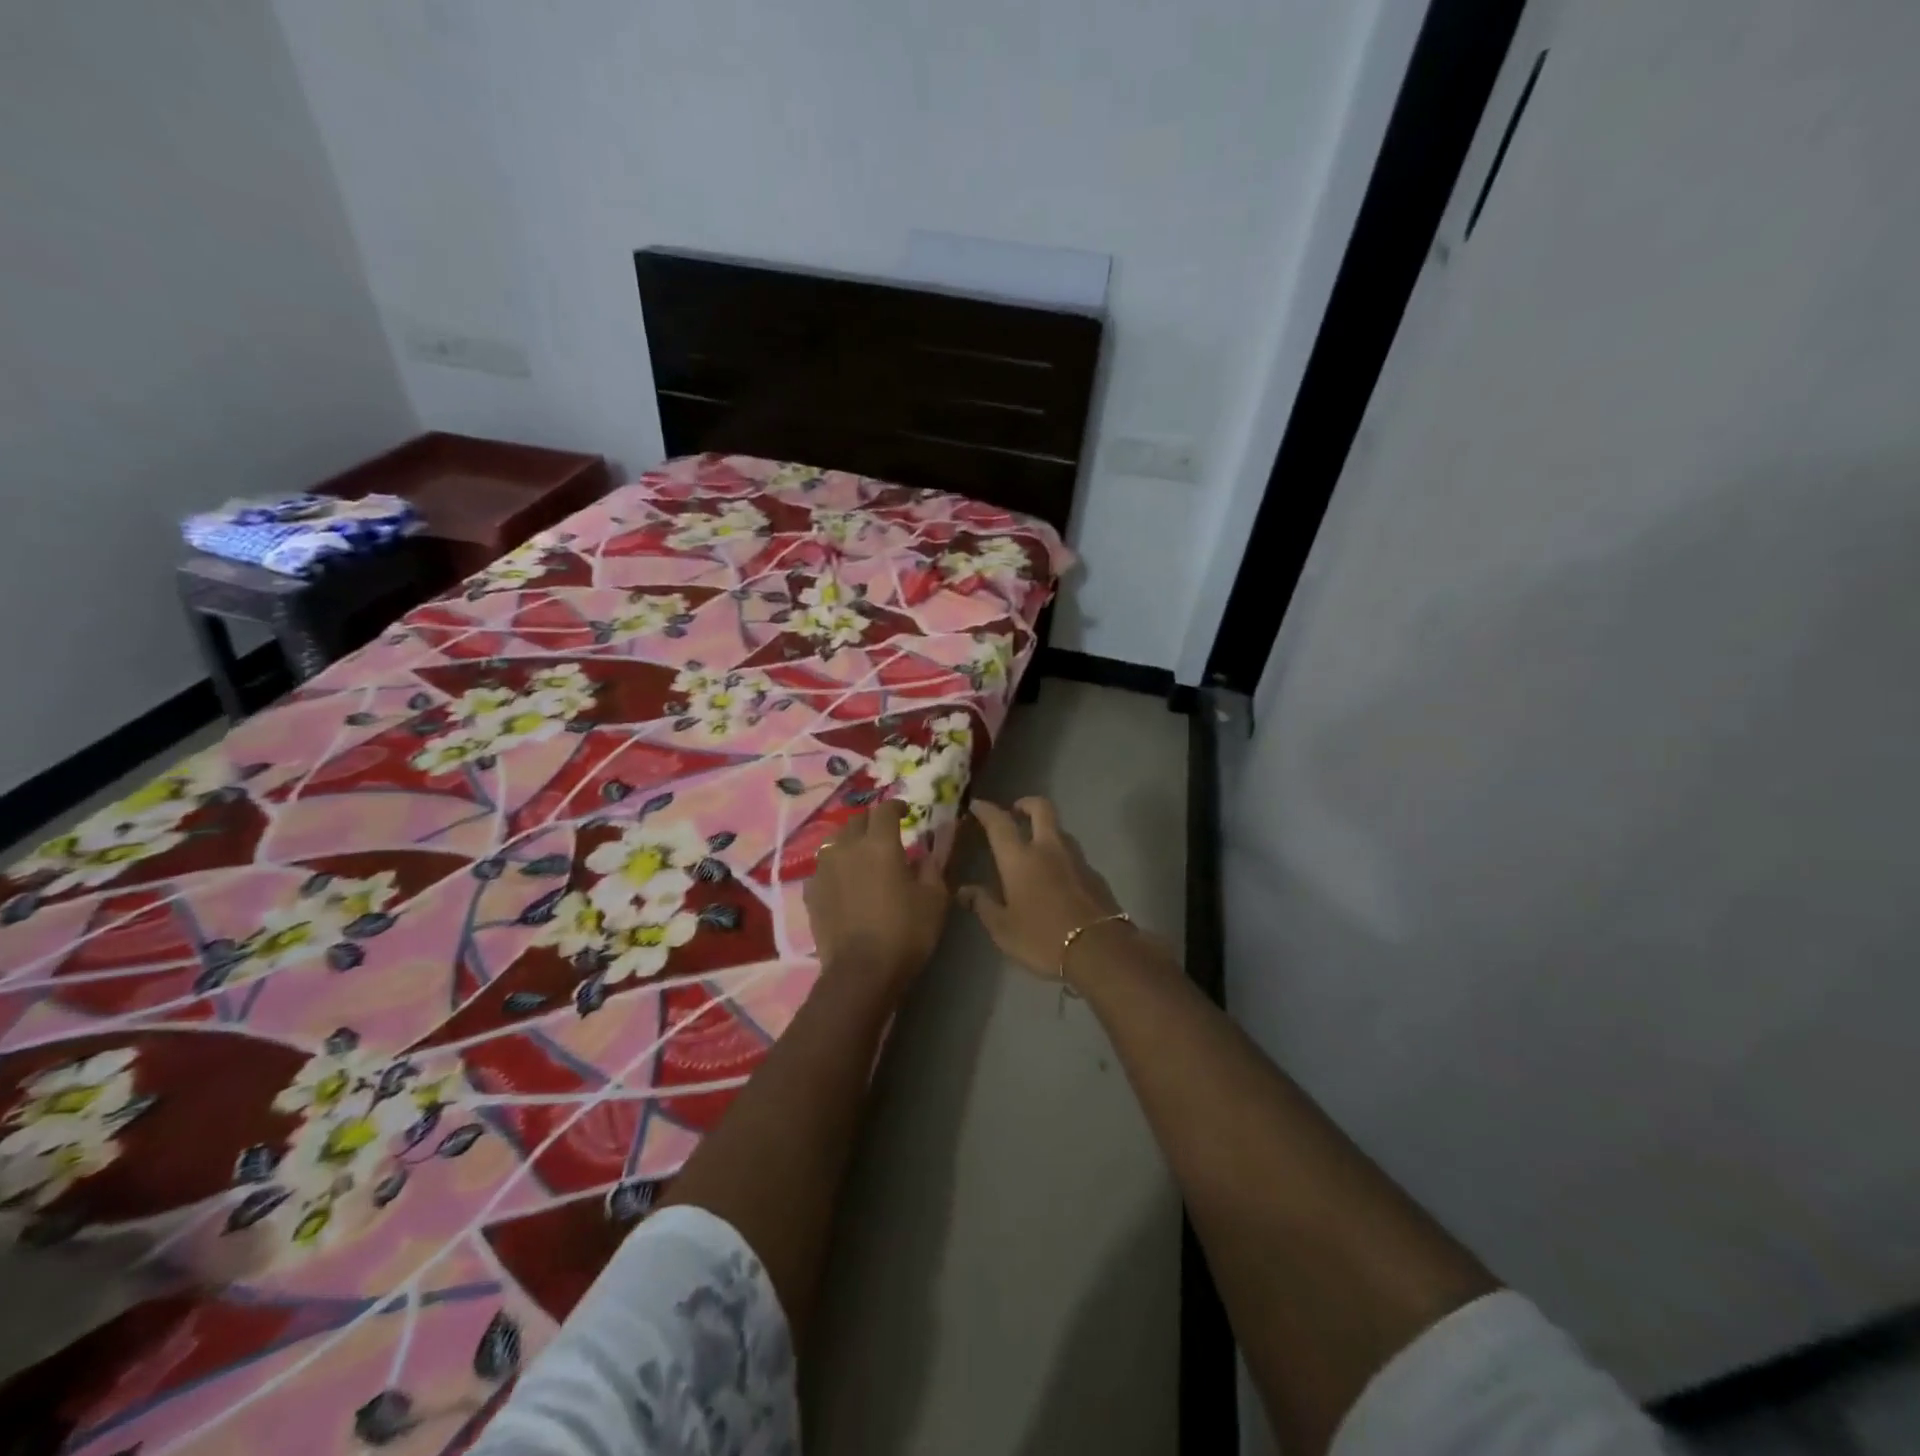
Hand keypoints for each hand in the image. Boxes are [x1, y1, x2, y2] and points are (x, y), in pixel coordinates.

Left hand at [805, 801, 949, 986]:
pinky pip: (823, 868)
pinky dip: (834, 868)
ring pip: (835, 842)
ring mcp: (824, 869)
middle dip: (871, 822)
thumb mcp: (934, 900)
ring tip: (861, 855)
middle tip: (884, 834)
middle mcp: (847, 848)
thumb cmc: (905, 932)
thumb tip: (926, 855)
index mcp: (880, 844)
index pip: (885, 810)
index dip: (896, 806)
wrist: (861, 972)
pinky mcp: (810, 892)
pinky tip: (843, 882)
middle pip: (856, 821)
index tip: (905, 812)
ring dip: (850, 842)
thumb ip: (932, 869)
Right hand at [958, 798, 1127, 981]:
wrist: (1099, 950)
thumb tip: (964, 890)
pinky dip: (1061, 857)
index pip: (999, 822)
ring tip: (1035, 848)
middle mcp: (1048, 848)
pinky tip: (1057, 878)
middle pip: (1041, 808)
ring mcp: (1076, 859)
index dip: (986, 810)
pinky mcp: (1095, 874)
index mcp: (1019, 858)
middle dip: (1026, 803)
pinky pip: (1074, 855)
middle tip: (1015, 812)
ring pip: (1060, 830)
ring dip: (1046, 830)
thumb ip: (983, 904)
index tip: (977, 805)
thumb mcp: (1003, 929)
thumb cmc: (1042, 938)